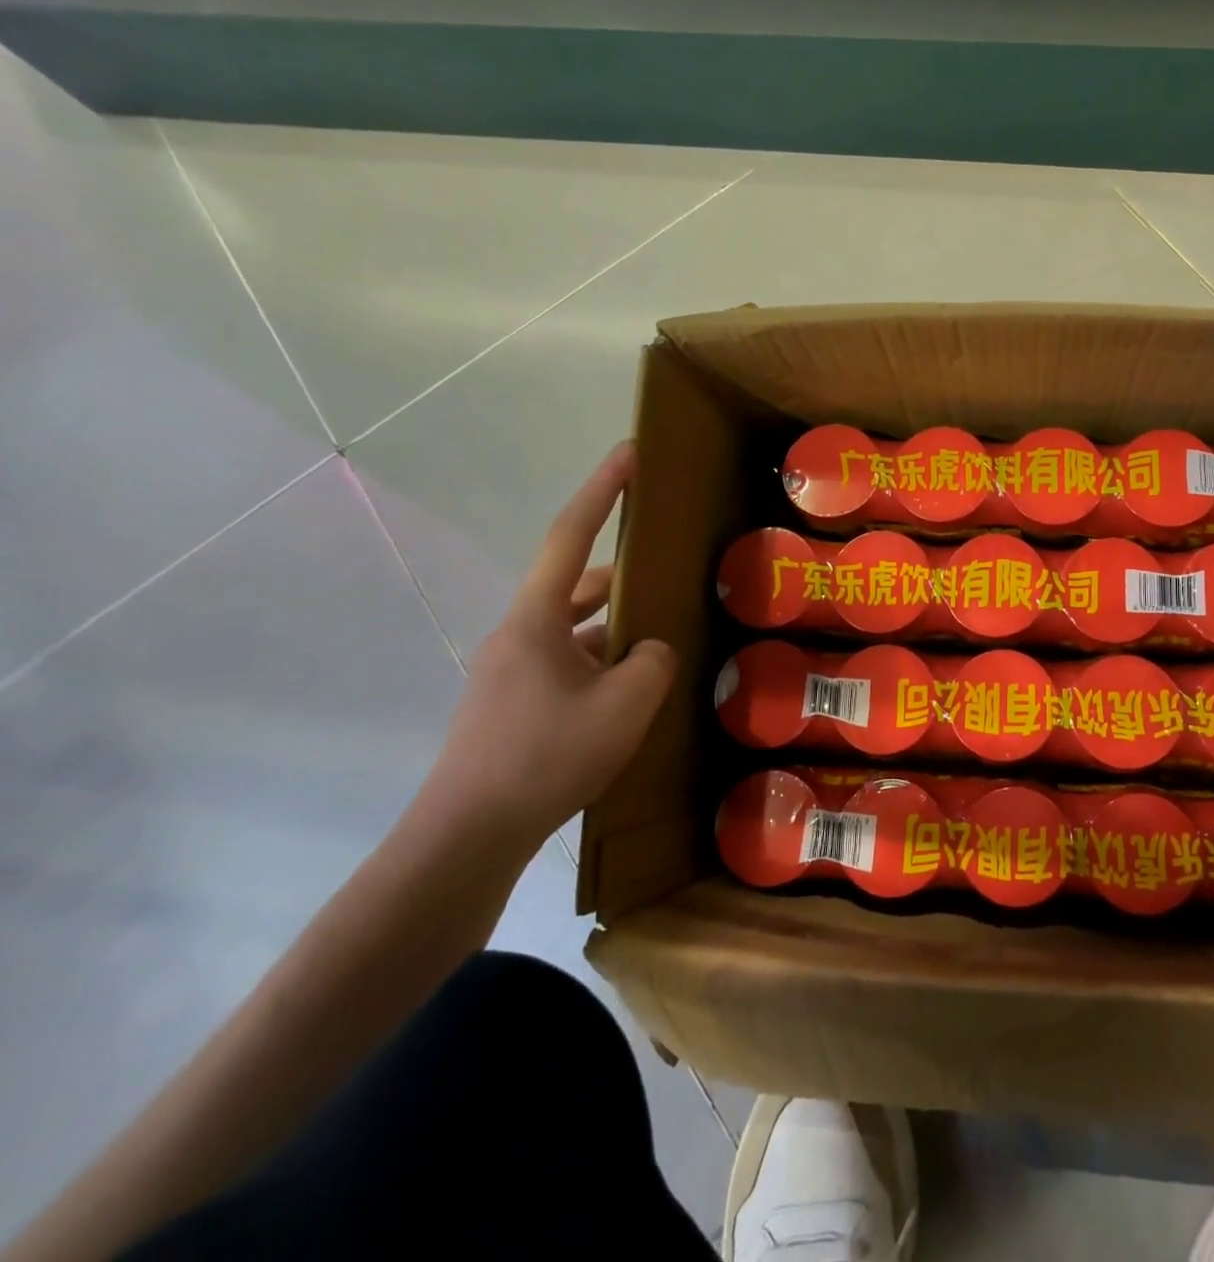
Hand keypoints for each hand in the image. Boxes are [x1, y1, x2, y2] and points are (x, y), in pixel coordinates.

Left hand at [415, 442, 676, 853]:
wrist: (469, 835)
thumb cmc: (548, 756)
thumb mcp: (626, 704)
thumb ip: (652, 660)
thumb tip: (649, 649)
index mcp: (536, 619)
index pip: (570, 535)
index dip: (603, 489)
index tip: (629, 454)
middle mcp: (517, 634)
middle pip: (576, 585)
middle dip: (623, 577)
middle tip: (668, 576)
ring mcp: (511, 671)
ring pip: (574, 631)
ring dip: (615, 629)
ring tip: (661, 643)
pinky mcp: (512, 705)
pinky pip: (567, 665)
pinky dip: (601, 665)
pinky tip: (631, 693)